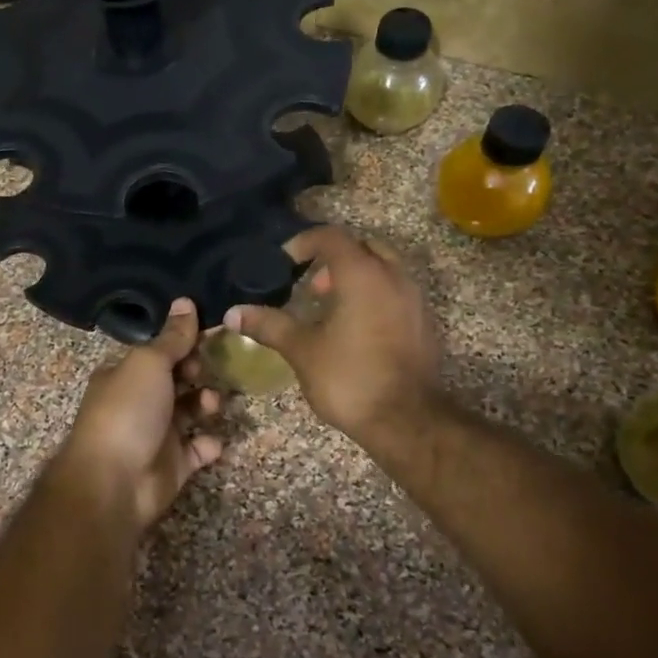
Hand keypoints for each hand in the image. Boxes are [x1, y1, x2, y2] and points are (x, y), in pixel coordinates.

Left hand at [50, 300, 222, 536]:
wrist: (114, 482)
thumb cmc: (127, 411)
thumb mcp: (149, 363)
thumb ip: (172, 337)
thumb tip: (185, 301)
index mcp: (125, 374)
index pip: (160, 351)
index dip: (185, 342)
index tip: (213, 334)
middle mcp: (139, 401)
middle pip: (177, 379)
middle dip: (199, 372)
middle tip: (214, 369)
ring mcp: (156, 434)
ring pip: (190, 412)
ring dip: (206, 403)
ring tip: (212, 403)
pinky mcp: (173, 465)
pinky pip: (198, 449)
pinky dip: (208, 443)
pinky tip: (212, 439)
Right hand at [226, 226, 442, 450]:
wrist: (406, 421)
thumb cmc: (350, 378)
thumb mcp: (302, 350)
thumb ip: (269, 325)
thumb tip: (233, 313)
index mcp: (362, 275)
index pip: (332, 237)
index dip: (304, 243)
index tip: (284, 262)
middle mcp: (393, 277)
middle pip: (363, 247)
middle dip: (334, 258)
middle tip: (311, 285)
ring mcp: (414, 300)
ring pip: (384, 269)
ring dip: (356, 278)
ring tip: (330, 308)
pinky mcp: (423, 324)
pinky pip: (396, 293)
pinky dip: (374, 296)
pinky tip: (355, 329)